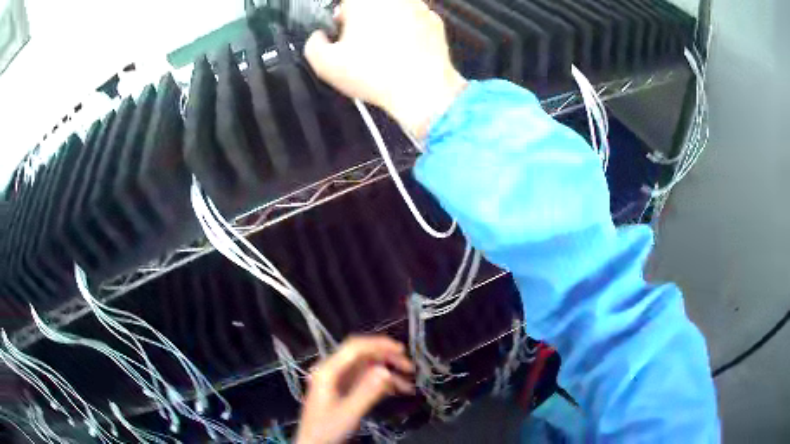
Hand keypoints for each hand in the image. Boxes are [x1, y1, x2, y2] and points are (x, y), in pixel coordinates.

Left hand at [294, 336, 414, 443]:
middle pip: (363, 355)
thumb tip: (386, 371)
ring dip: (388, 372)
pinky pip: (366, 380)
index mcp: (329, 371)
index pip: (355, 348)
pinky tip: (398, 390)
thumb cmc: (327, 428)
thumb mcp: (348, 412)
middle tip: (410, 368)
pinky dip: (382, 383)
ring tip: (409, 384)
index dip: (378, 344)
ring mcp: (339, 380)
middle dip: (387, 359)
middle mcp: (334, 370)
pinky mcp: (345, 389)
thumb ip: (367, 391)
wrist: (314, 443)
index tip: (401, 350)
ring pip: (367, 368)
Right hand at [304, 0, 466, 138]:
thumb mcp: (325, 65)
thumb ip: (313, 45)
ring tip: (384, 51)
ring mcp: (418, 7)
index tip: (342, 29)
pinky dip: (409, 32)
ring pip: (394, 10)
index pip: (345, 2)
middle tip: (361, 42)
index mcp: (363, 1)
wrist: (422, 89)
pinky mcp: (436, 21)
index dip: (341, 15)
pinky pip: (415, 21)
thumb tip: (318, 38)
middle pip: (371, 4)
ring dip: (387, 24)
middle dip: (364, 18)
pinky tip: (404, 52)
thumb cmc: (374, 74)